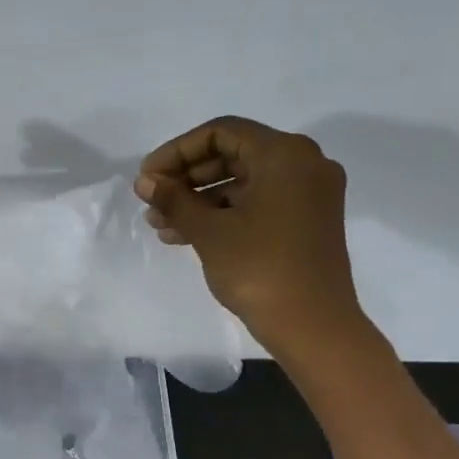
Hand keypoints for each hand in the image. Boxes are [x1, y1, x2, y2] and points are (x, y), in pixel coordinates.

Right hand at [134, 117, 366, 362]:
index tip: (147, 178)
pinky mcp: (304, 222)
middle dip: (186, 178)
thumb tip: (146, 181)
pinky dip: (222, 215)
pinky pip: (256, 204)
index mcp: (284, 154)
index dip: (177, 152)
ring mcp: (307, 195)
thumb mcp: (209, 231)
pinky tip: (184, 236)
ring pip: (242, 183)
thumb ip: (174, 199)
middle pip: (232, 155)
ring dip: (198, 200)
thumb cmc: (259, 268)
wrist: (312, 325)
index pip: (220, 133)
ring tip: (160, 225)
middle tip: (151, 202)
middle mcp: (303, 164)